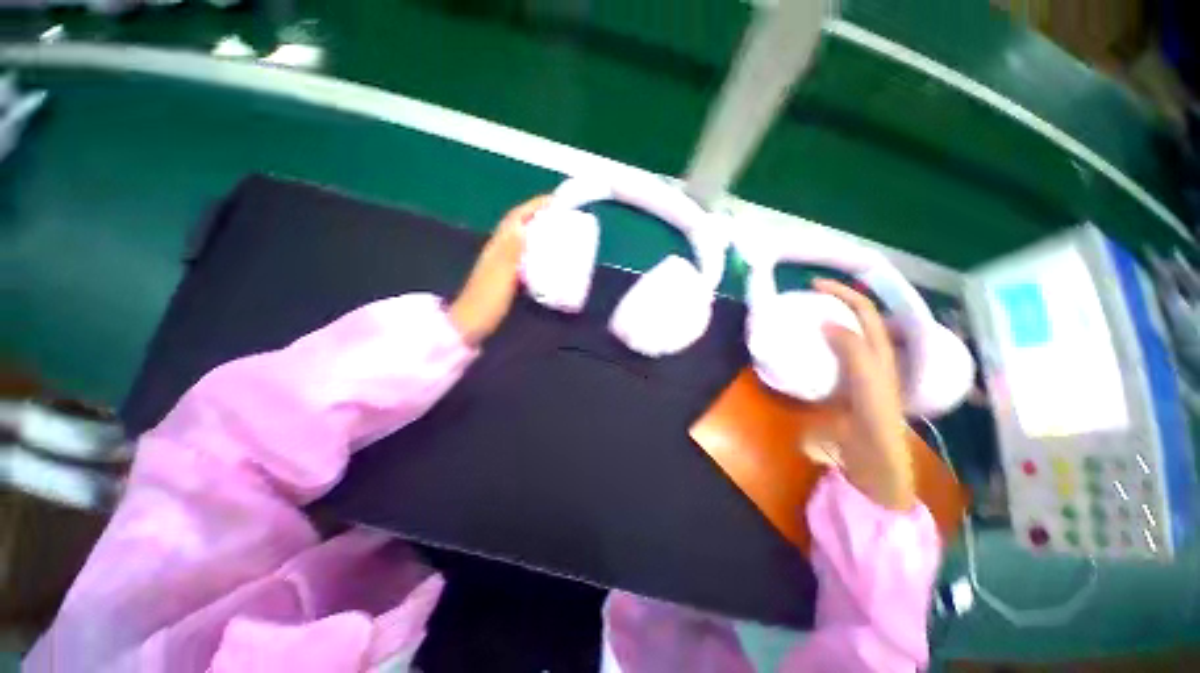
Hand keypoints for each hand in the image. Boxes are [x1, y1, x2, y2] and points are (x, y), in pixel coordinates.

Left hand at [449, 196, 550, 345]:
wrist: (470, 323)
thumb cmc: (486, 300)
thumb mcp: (500, 274)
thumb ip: (510, 251)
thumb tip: (524, 226)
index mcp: (498, 245)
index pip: (517, 217)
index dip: (535, 206)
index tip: (557, 202)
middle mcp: (499, 249)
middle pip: (521, 224)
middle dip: (541, 216)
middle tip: (564, 218)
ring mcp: (502, 262)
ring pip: (523, 239)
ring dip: (540, 232)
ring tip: (560, 234)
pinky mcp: (507, 276)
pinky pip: (525, 255)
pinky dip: (537, 251)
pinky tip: (548, 258)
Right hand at [813, 279, 915, 510]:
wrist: (874, 457)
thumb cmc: (875, 420)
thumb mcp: (868, 383)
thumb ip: (853, 351)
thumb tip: (829, 323)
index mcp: (881, 351)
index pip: (865, 311)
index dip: (844, 293)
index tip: (814, 285)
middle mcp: (872, 354)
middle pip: (856, 318)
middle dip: (835, 301)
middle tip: (805, 299)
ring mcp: (857, 368)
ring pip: (843, 334)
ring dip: (826, 320)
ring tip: (802, 316)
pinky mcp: (843, 381)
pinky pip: (830, 353)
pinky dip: (817, 343)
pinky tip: (802, 348)